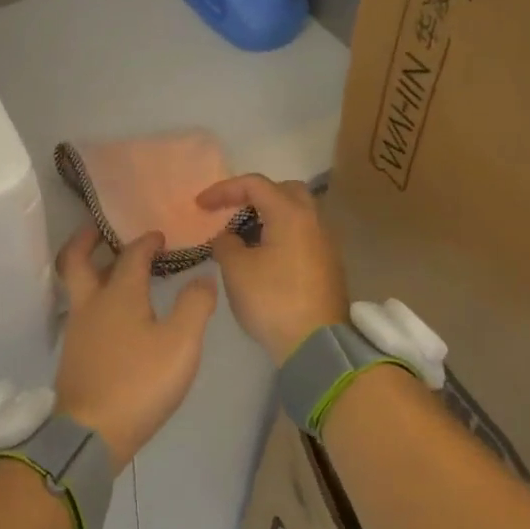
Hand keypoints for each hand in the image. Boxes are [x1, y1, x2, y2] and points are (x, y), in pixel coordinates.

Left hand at [53, 225, 217, 471]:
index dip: (146, 241)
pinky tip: (113, 314)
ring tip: (112, 269)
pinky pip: (82, 311)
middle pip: (76, 261)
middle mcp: (91, 305)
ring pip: (78, 287)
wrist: (91, 433)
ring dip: (90, 269)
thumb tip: (203, 278)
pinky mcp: (74, 355)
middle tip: (99, 229)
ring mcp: (78, 330)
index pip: (131, 255)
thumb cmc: (139, 382)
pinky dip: (94, 298)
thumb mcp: (181, 343)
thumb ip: (195, 306)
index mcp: (118, 294)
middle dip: (86, 240)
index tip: (159, 236)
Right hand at [199, 174, 348, 363]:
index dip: (223, 190)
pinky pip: (302, 235)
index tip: (200, 206)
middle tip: (231, 212)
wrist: (316, 344)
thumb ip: (225, 243)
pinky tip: (262, 258)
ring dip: (268, 217)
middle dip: (254, 196)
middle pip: (283, 191)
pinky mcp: (328, 264)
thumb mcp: (236, 269)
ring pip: (296, 214)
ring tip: (242, 238)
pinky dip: (280, 235)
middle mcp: (314, 220)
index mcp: (291, 214)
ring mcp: (325, 243)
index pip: (254, 184)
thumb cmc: (272, 300)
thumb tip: (228, 237)